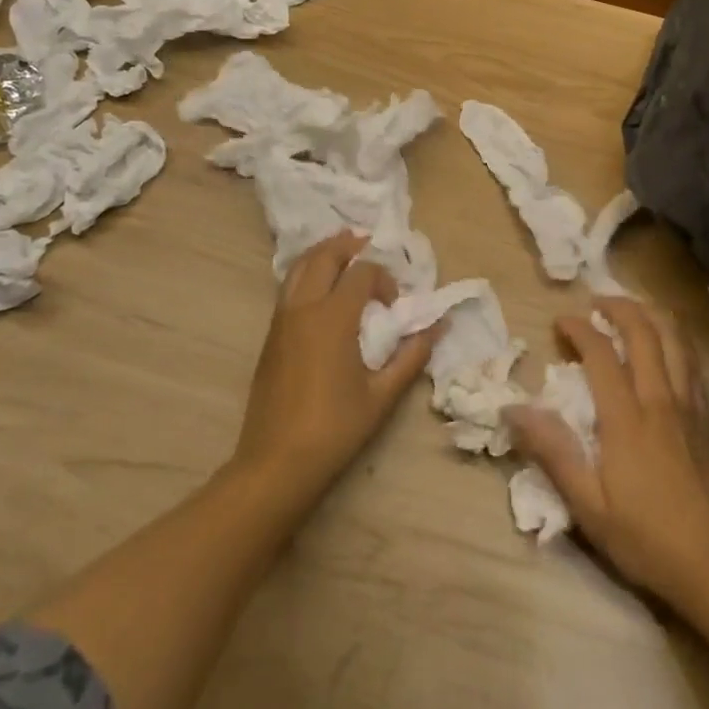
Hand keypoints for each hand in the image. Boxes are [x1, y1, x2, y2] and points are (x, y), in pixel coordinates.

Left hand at [232, 231, 432, 502]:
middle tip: (368, 247)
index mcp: (333, 317)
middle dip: (348, 245)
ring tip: (345, 257)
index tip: (394, 304)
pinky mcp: (270, 335)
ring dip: (324, 254)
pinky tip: (322, 292)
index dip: (383, 278)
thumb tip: (438, 326)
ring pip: (299, 267)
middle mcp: (303, 307)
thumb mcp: (382, 394)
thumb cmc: (335, 428)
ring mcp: (281, 320)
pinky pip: (289, 287)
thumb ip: (412, 355)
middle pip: (324, 255)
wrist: (276, 462)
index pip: (361, 272)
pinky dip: (307, 274)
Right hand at [507, 297, 708, 606]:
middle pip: (643, 331)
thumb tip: (513, 410)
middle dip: (617, 307)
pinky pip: (692, 361)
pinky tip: (665, 344)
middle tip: (595, 302)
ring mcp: (690, 405)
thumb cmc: (646, 538)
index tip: (559, 322)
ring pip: (675, 339)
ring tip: (631, 310)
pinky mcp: (708, 418)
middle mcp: (660, 399)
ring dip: (650, 315)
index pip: (600, 353)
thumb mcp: (588, 505)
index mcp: (627, 418)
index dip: (578, 329)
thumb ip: (553, 452)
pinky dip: (675, 338)